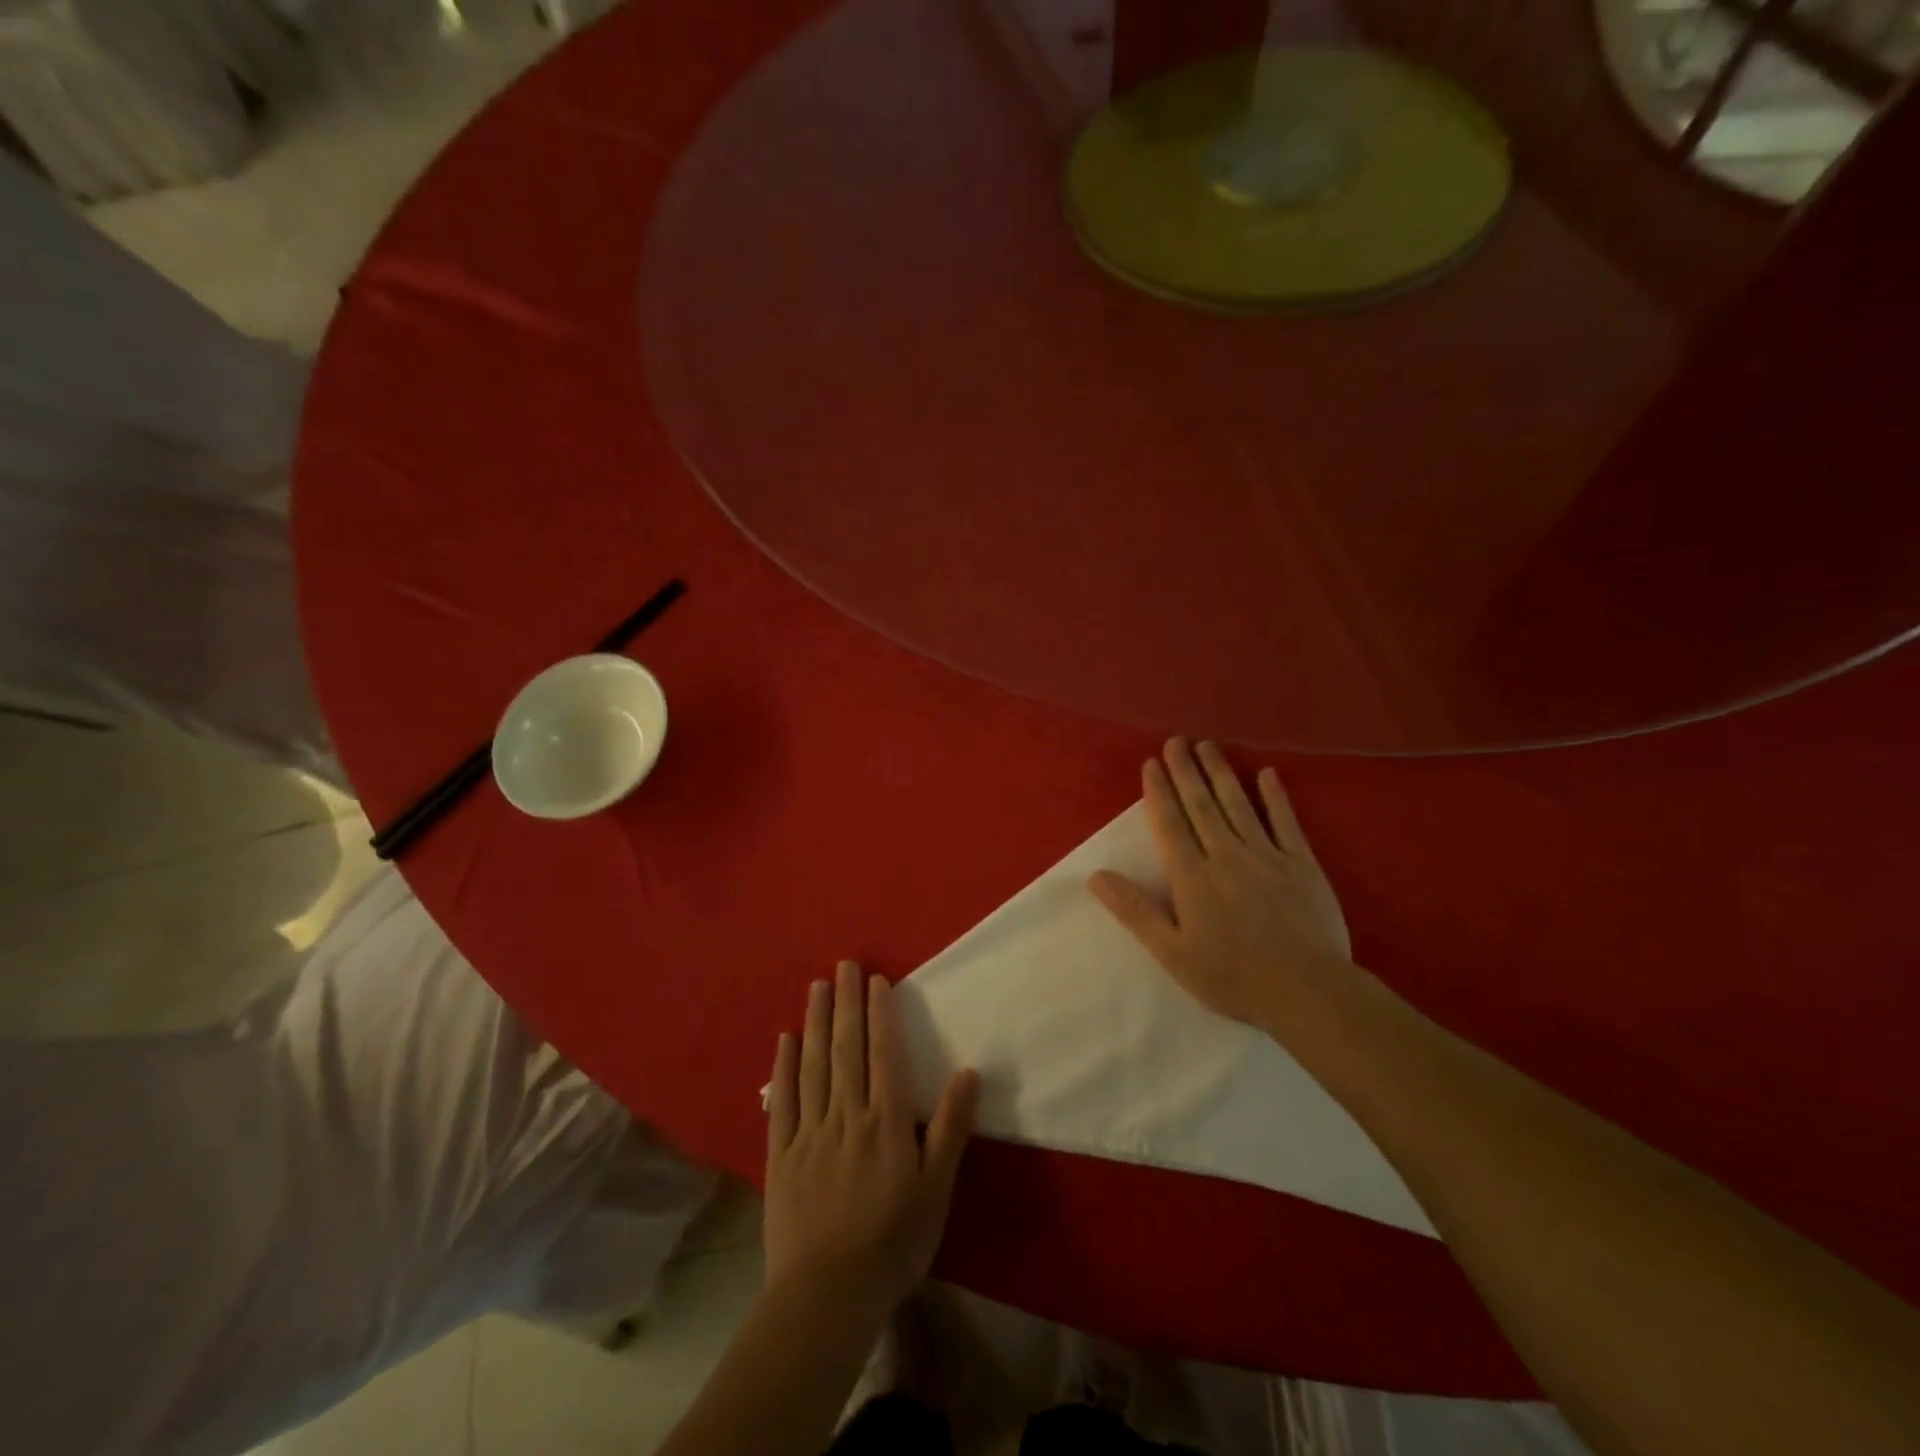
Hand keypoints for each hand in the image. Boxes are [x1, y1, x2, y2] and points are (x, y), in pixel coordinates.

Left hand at [765, 962, 978, 1316]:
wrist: (827, 1296)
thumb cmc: (893, 1243)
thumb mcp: (936, 1189)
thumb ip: (950, 1127)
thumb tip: (968, 1071)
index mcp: (886, 1121)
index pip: (884, 1054)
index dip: (881, 1014)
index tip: (876, 980)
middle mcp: (847, 1115)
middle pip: (846, 1049)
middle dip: (846, 1003)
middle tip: (843, 965)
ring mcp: (810, 1132)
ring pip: (814, 1065)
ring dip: (815, 1022)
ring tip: (816, 986)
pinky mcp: (781, 1154)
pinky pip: (782, 1102)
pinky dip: (784, 1068)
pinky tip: (785, 1041)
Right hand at [1090, 739, 1356, 1034]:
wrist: (1307, 991)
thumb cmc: (1232, 977)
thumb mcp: (1172, 953)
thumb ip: (1135, 910)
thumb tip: (1096, 875)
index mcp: (1193, 877)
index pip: (1170, 824)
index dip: (1159, 792)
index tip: (1152, 763)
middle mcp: (1226, 855)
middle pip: (1201, 805)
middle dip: (1186, 771)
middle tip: (1177, 741)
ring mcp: (1267, 856)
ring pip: (1238, 805)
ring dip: (1221, 773)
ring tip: (1208, 746)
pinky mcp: (1302, 864)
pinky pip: (1286, 822)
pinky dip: (1276, 797)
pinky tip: (1268, 774)